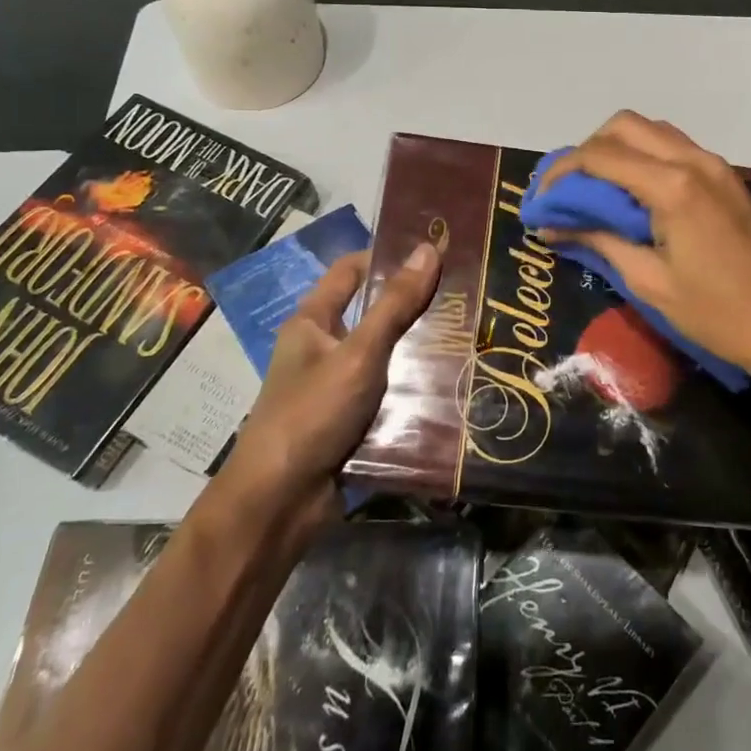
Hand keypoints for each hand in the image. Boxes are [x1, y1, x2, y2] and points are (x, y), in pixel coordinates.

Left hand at [222, 243, 440, 523]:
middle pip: (374, 312)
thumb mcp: (360, 353)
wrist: (280, 502)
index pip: (352, 270)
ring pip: (386, 354)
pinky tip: (453, 382)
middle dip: (415, 306)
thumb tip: (428, 248)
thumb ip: (395, 304)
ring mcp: (337, 385)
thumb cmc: (312, 412)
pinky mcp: (351, 419)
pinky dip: (414, 386)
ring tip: (470, 335)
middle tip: (465, 295)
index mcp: (313, 320)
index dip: (388, 256)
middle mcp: (323, 347)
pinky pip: (389, 391)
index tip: (435, 253)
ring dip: (420, 349)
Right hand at [538, 112, 750, 382]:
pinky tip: (633, 196)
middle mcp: (694, 161)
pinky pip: (675, 148)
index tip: (540, 200)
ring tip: (596, 192)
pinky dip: (644, 158)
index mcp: (673, 186)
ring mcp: (715, 166)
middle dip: (587, 151)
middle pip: (624, 127)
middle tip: (569, 192)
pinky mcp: (726, 178)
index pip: (600, 157)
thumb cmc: (716, 314)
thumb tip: (553, 226)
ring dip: (617, 150)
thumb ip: (599, 241)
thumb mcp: (648, 281)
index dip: (561, 172)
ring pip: (651, 132)